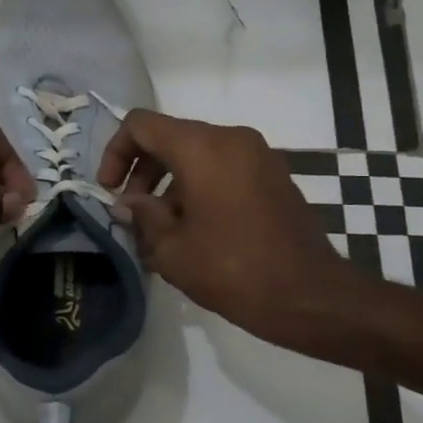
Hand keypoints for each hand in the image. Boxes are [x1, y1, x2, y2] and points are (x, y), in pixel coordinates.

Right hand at [98, 110, 359, 345]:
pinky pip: (224, 167)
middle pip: (170, 136)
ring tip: (162, 229)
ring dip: (171, 181)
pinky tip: (196, 230)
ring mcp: (258, 154)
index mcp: (202, 148)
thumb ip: (143, 216)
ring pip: (198, 152)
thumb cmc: (234, 270)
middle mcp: (231, 138)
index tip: (111, 191)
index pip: (141, 125)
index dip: (116, 152)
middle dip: (143, 170)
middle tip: (133, 213)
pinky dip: (200, 185)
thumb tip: (130, 202)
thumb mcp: (172, 250)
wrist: (312, 297)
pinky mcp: (274, 175)